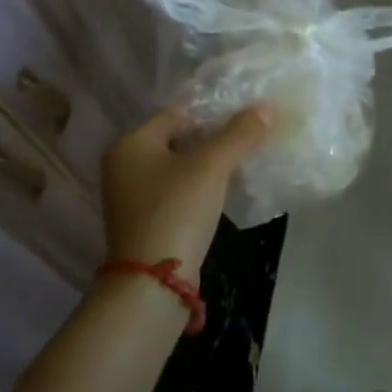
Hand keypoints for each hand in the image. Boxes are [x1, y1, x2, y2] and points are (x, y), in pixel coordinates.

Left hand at [101, 104, 273, 277]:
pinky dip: (201, 185)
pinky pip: (179, 190)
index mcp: (131, 144)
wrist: (153, 284)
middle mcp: (124, 165)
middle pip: (179, 138)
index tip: (246, 114)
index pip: (178, 112)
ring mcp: (133, 196)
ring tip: (245, 158)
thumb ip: (239, 134)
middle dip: (215, 137)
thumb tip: (267, 106)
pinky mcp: (147, 220)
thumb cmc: (176, 212)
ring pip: (181, 165)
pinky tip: (227, 188)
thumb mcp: (212, 167)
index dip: (214, 111)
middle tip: (250, 135)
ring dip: (210, 162)